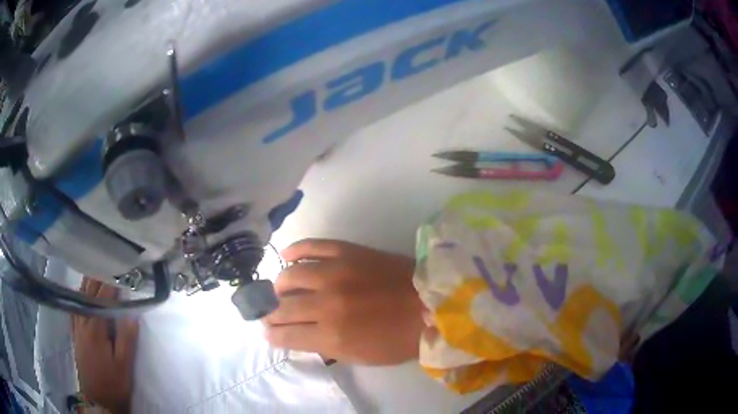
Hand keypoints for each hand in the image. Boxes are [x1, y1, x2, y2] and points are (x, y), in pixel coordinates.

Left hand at [72, 278, 137, 413]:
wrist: (97, 399)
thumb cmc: (113, 383)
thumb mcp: (124, 366)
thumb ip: (127, 340)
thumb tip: (132, 314)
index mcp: (96, 328)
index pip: (103, 298)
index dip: (111, 283)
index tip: (120, 270)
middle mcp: (83, 323)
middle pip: (88, 294)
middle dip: (97, 278)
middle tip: (107, 265)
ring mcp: (77, 328)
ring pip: (79, 299)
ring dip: (86, 284)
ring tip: (94, 272)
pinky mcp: (75, 335)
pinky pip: (73, 309)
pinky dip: (77, 298)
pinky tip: (79, 295)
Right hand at [263, 239, 425, 365]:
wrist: (429, 304)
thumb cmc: (398, 338)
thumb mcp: (359, 356)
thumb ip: (324, 346)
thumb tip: (296, 336)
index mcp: (332, 335)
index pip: (286, 335)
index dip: (273, 335)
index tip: (269, 332)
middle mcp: (326, 303)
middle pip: (283, 307)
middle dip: (271, 313)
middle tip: (272, 313)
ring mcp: (335, 273)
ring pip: (290, 275)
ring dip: (280, 285)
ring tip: (281, 289)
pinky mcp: (347, 252)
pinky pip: (312, 246)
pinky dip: (295, 250)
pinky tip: (286, 256)